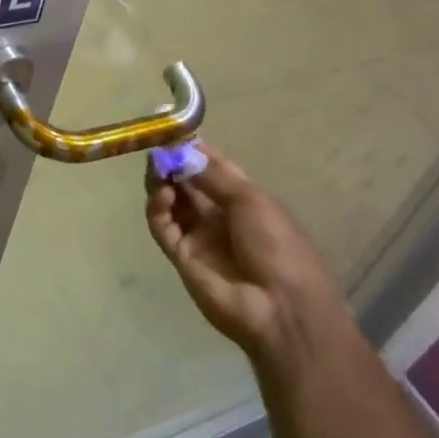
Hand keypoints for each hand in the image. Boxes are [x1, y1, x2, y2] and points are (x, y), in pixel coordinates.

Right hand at [146, 144, 352, 381]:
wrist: (282, 311)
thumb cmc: (278, 247)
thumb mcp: (251, 200)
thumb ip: (212, 174)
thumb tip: (182, 149)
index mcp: (242, 199)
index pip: (211, 165)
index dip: (192, 146)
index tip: (170, 126)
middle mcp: (217, 214)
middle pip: (186, 181)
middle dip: (171, 161)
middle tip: (156, 146)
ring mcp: (198, 236)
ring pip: (170, 200)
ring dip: (162, 180)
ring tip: (157, 167)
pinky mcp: (181, 256)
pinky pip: (163, 226)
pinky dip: (158, 207)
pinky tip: (163, 195)